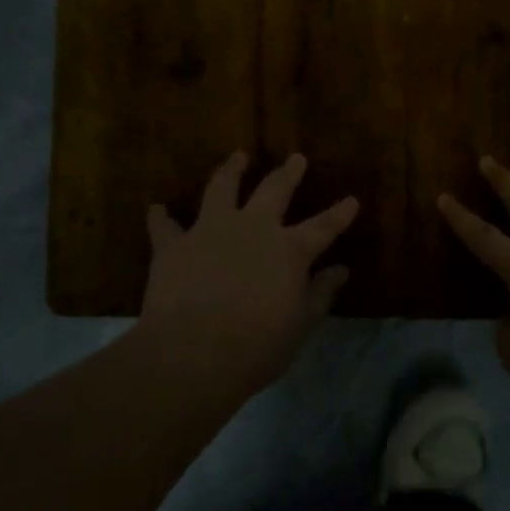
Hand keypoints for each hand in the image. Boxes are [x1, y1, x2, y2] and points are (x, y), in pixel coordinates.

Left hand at [139, 151, 358, 393]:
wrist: (193, 353)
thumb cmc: (257, 347)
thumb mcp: (301, 325)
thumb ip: (320, 294)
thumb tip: (341, 271)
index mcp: (289, 250)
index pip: (323, 227)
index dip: (339, 213)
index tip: (351, 200)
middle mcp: (252, 228)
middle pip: (274, 190)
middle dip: (288, 173)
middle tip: (296, 158)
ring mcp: (210, 230)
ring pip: (221, 188)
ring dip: (230, 170)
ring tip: (237, 157)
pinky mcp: (174, 245)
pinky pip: (165, 226)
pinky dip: (161, 218)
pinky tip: (158, 210)